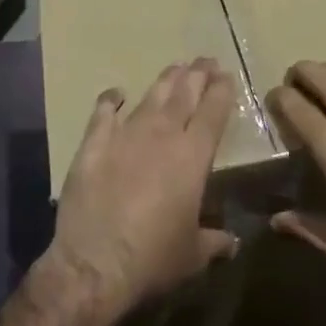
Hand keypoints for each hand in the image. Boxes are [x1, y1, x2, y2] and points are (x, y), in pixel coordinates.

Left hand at [43, 59, 239, 318]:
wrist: (95, 264)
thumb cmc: (154, 259)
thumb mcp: (194, 255)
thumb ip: (215, 242)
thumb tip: (232, 242)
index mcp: (193, 157)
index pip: (213, 113)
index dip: (221, 91)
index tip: (226, 75)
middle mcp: (162, 136)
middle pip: (184, 95)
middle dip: (197, 75)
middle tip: (205, 60)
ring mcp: (125, 136)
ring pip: (150, 98)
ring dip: (165, 81)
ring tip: (176, 67)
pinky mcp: (93, 145)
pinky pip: (103, 113)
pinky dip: (111, 99)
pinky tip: (117, 93)